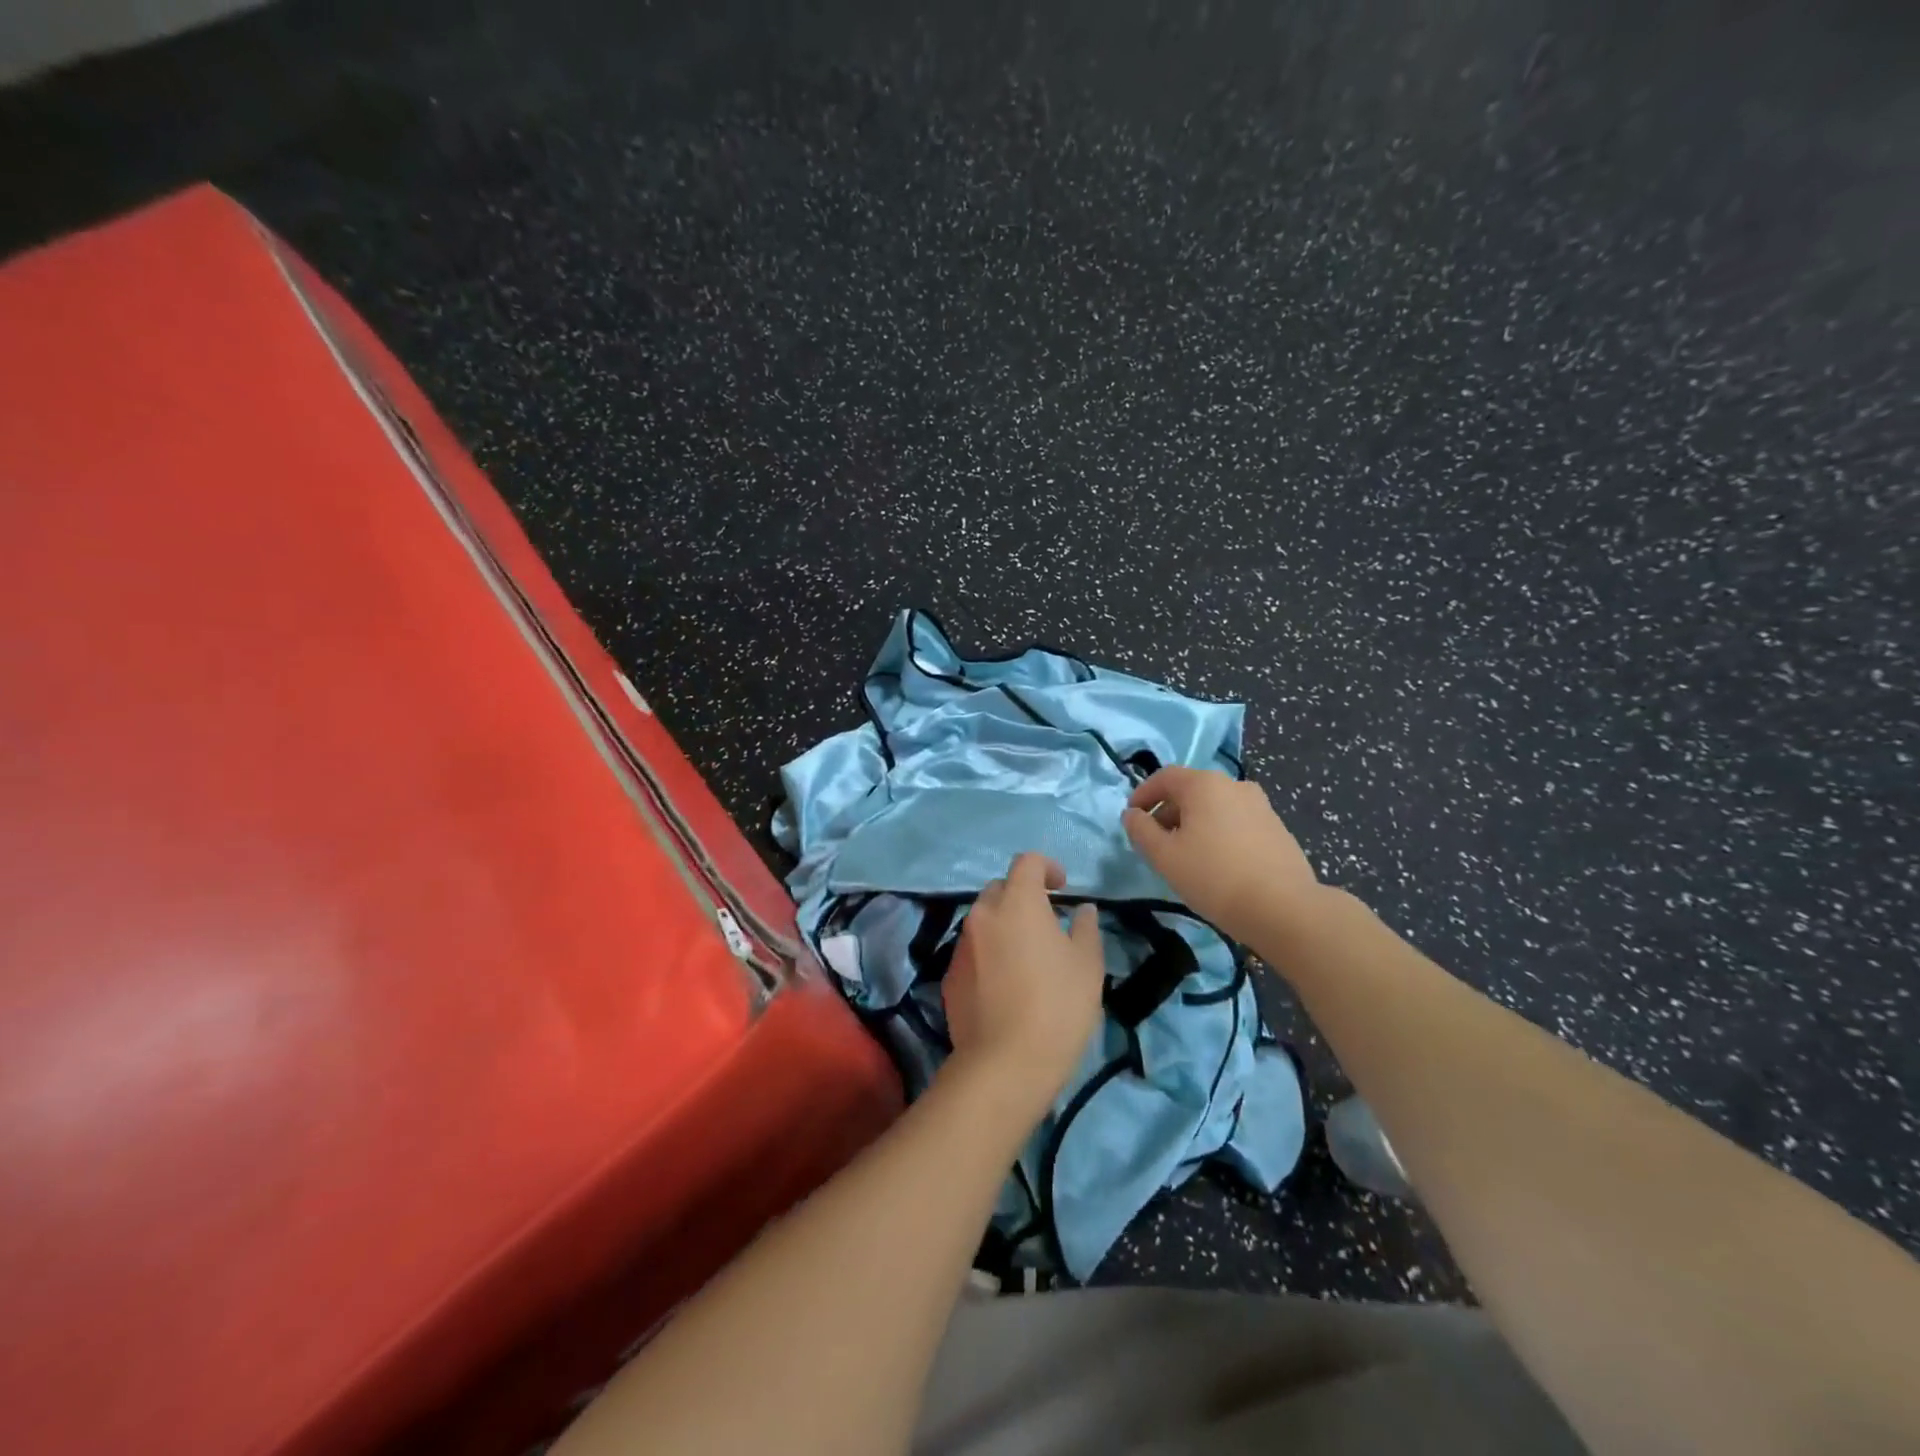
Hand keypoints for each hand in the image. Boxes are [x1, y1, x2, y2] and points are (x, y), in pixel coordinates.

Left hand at [943, 852, 1105, 1120]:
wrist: (1005, 1063)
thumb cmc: (1057, 1006)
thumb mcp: (1087, 965)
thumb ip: (1085, 928)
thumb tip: (1082, 910)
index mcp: (1017, 902)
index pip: (1026, 862)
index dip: (1046, 867)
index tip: (1061, 888)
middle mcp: (982, 914)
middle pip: (1001, 888)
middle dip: (1022, 895)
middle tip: (1046, 922)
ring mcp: (961, 945)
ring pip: (983, 920)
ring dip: (1004, 925)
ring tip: (1027, 956)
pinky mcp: (950, 975)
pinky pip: (972, 950)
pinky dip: (989, 953)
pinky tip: (1006, 984)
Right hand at [1122, 766, 1320, 941]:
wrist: (1283, 908)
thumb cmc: (1214, 877)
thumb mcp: (1164, 856)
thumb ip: (1141, 830)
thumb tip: (1132, 815)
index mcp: (1204, 784)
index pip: (1164, 777)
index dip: (1143, 794)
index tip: (1132, 817)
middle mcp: (1234, 785)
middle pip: (1191, 790)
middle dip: (1168, 811)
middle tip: (1155, 841)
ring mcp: (1260, 805)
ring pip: (1215, 806)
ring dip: (1193, 823)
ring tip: (1185, 855)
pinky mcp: (1276, 827)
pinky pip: (1235, 821)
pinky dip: (1218, 832)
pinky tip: (1216, 863)